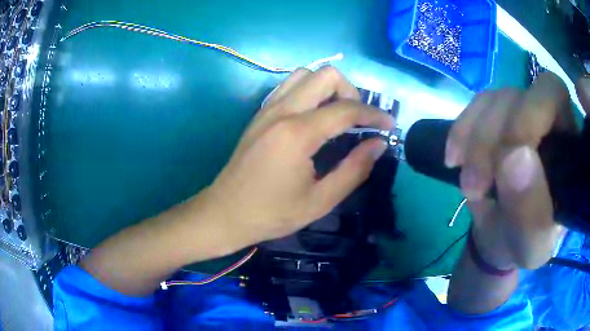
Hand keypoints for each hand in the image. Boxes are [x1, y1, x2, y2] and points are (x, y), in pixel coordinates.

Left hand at [206, 67, 393, 245]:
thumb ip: (354, 169)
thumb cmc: (271, 213)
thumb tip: (379, 144)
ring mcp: (268, 108)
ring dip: (329, 88)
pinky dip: (309, 91)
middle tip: (357, 121)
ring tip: (336, 115)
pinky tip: (314, 115)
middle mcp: (282, 110)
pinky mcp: (260, 113)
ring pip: (306, 74)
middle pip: (326, 75)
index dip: (375, 114)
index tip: (390, 125)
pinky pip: (289, 86)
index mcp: (298, 133)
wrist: (225, 213)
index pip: (347, 108)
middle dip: (351, 92)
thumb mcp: (320, 200)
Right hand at [445, 72, 576, 269]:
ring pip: (497, 100)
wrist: (501, 235)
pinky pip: (476, 107)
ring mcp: (521, 111)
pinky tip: (454, 160)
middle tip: (477, 184)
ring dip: (476, 142)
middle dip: (497, 136)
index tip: (514, 147)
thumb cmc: (524, 243)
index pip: (557, 98)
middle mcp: (549, 119)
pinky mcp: (497, 115)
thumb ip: (532, 214)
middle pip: (523, 95)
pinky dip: (461, 132)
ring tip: (470, 186)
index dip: (538, 106)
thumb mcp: (530, 246)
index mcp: (569, 148)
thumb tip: (514, 158)